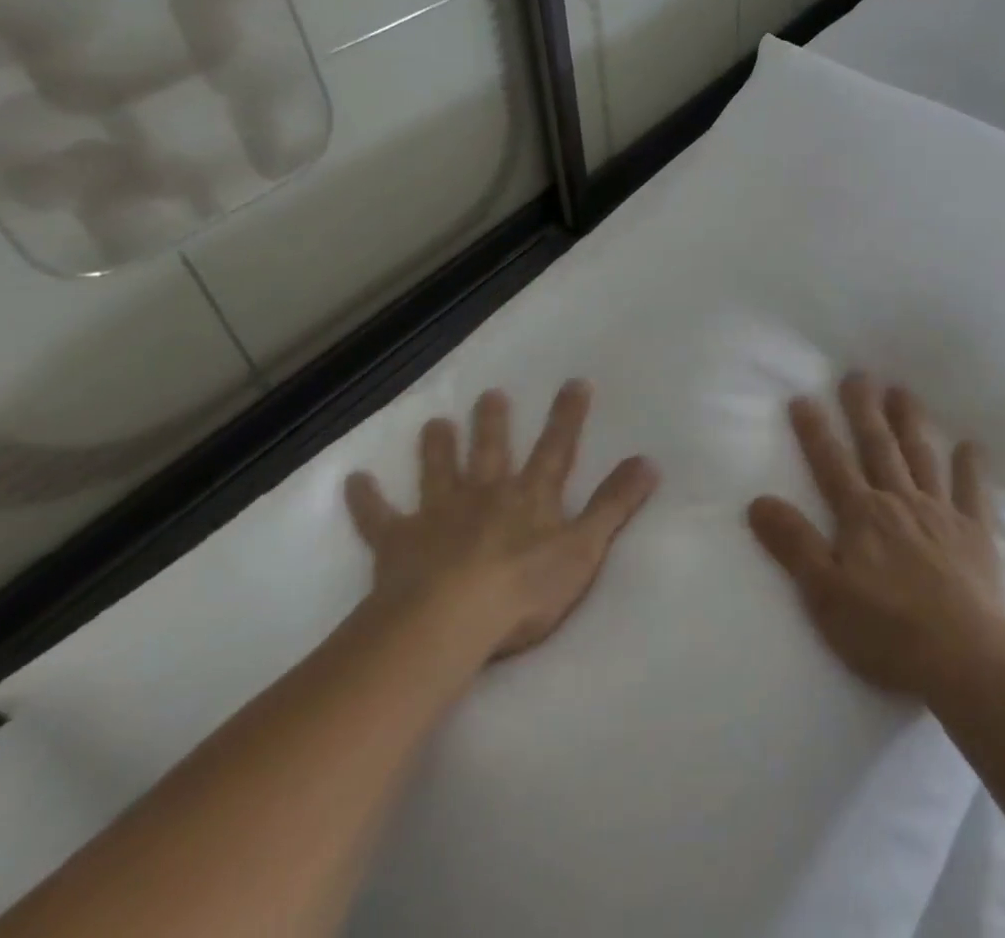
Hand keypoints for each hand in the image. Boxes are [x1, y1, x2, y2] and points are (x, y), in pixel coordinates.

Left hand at [344, 380, 658, 668]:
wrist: (445, 622)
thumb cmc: (523, 589)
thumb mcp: (584, 548)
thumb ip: (615, 504)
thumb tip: (649, 461)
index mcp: (530, 497)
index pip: (557, 448)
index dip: (568, 416)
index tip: (575, 383)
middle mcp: (485, 494)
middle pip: (490, 451)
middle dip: (493, 422)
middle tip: (490, 394)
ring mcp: (438, 516)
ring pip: (438, 472)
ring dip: (437, 447)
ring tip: (434, 422)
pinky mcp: (398, 545)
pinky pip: (379, 518)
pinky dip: (366, 500)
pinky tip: (355, 481)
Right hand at [747, 372, 1004, 700]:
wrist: (961, 655)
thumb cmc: (884, 630)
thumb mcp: (823, 593)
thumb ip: (794, 544)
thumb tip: (758, 500)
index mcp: (861, 516)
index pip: (831, 464)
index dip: (815, 431)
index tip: (803, 397)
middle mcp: (899, 501)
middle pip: (878, 447)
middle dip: (864, 410)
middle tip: (858, 374)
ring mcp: (940, 513)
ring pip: (921, 457)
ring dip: (910, 423)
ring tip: (902, 391)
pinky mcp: (974, 532)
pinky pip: (973, 492)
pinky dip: (971, 467)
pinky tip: (972, 445)